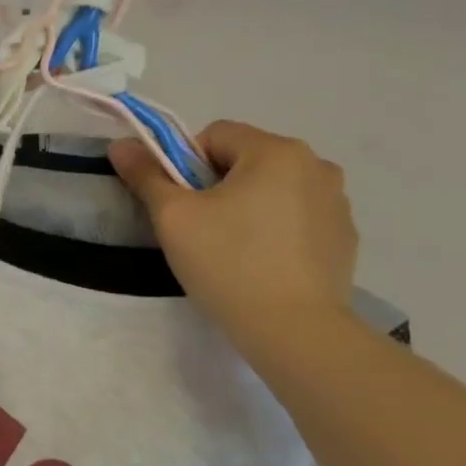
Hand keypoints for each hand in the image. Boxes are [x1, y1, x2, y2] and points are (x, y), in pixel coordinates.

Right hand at [110, 122, 358, 354]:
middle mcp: (316, 165)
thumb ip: (146, 176)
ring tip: (233, 252)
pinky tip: (263, 266)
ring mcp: (337, 202)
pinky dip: (276, 232)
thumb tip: (121, 145)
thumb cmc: (228, 264)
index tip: (180, 206)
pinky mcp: (344, 237)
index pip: (215, 135)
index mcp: (276, 151)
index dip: (185, 166)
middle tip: (200, 231)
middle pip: (246, 160)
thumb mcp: (174, 218)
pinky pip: (298, 218)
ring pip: (274, 189)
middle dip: (217, 187)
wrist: (294, 330)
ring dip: (249, 207)